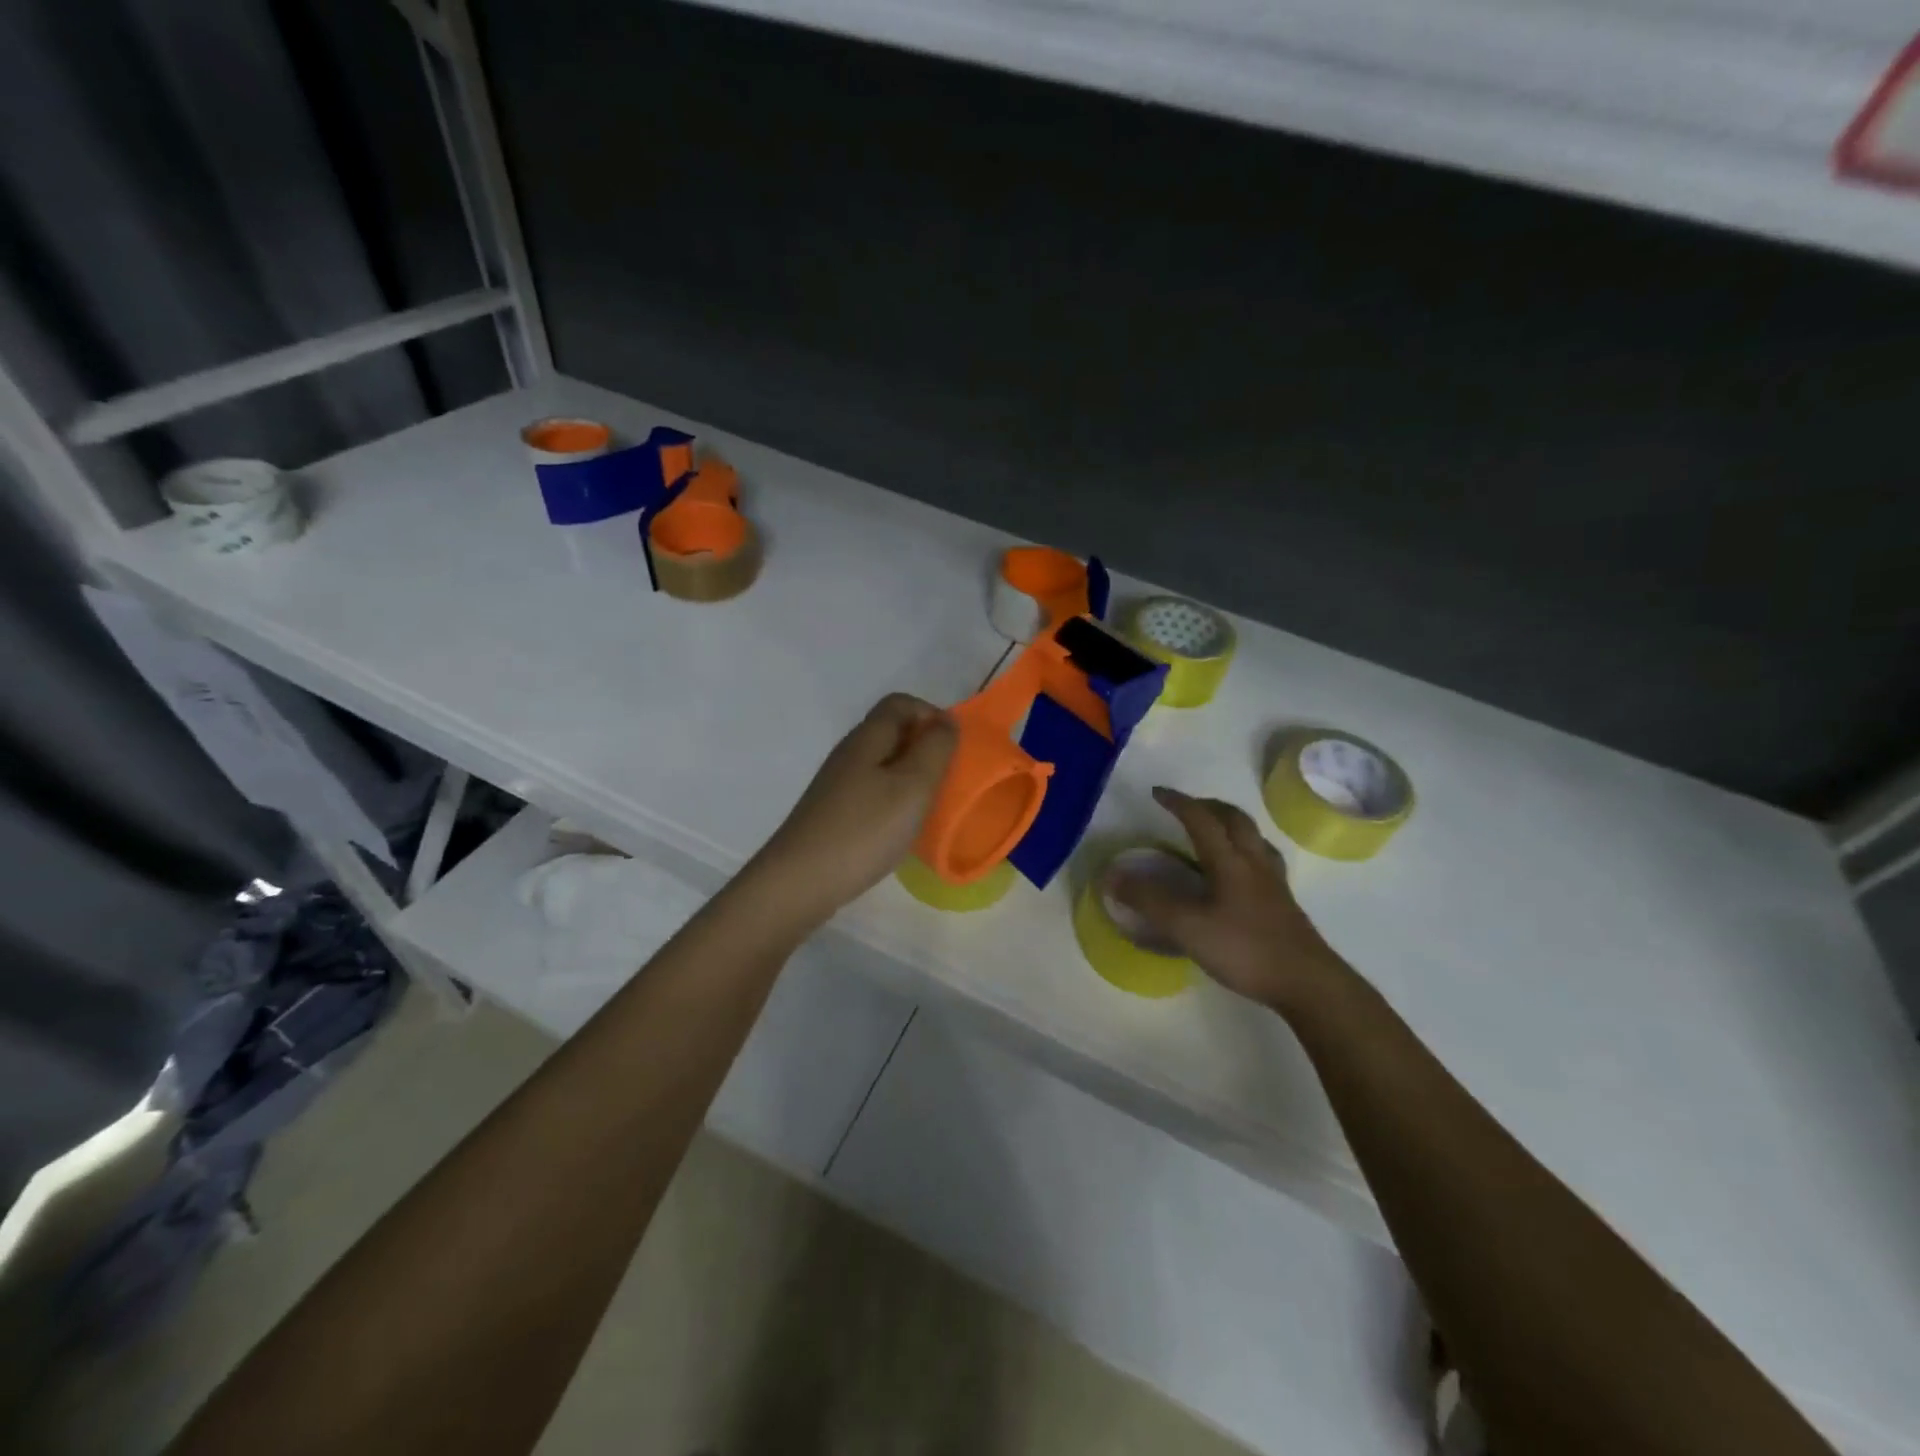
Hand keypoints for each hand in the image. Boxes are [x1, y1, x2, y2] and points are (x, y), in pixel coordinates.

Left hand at [745, 693, 957, 926]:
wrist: (800, 881)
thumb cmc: (864, 830)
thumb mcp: (912, 786)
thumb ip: (935, 748)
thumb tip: (946, 720)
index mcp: (867, 738)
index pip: (901, 703)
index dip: (931, 715)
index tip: (953, 748)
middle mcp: (849, 753)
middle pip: (891, 732)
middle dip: (925, 748)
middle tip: (947, 780)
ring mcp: (837, 784)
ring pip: (882, 764)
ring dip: (911, 776)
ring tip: (929, 806)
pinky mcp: (832, 812)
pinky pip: (872, 791)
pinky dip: (894, 800)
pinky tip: (901, 828)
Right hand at [1110, 786, 1352, 1012]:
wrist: (1308, 983)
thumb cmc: (1245, 949)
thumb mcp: (1187, 927)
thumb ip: (1149, 901)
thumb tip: (1112, 877)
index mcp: (1229, 861)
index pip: (1201, 819)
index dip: (1178, 802)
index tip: (1157, 793)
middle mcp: (1254, 862)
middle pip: (1235, 819)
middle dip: (1209, 806)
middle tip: (1187, 807)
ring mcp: (1273, 883)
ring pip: (1254, 838)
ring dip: (1231, 825)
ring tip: (1214, 832)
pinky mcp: (1284, 903)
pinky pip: (1263, 860)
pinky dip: (1245, 851)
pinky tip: (1240, 872)